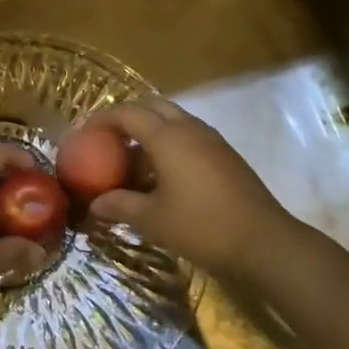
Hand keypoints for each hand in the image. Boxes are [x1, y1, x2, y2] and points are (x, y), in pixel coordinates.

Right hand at [83, 98, 299, 276]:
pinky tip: (161, 173)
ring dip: (149, 129)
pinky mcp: (225, 155)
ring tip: (131, 156)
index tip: (84, 132)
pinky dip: (168, 142)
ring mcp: (212, 140)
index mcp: (168, 137)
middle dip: (127, 116)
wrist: (264, 243)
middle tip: (107, 137)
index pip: (128, 113)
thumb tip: (95, 204)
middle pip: (152, 106)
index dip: (103, 118)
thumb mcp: (153, 220)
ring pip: (173, 119)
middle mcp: (190, 129)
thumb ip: (120, 206)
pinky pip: (189, 135)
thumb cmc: (202, 227)